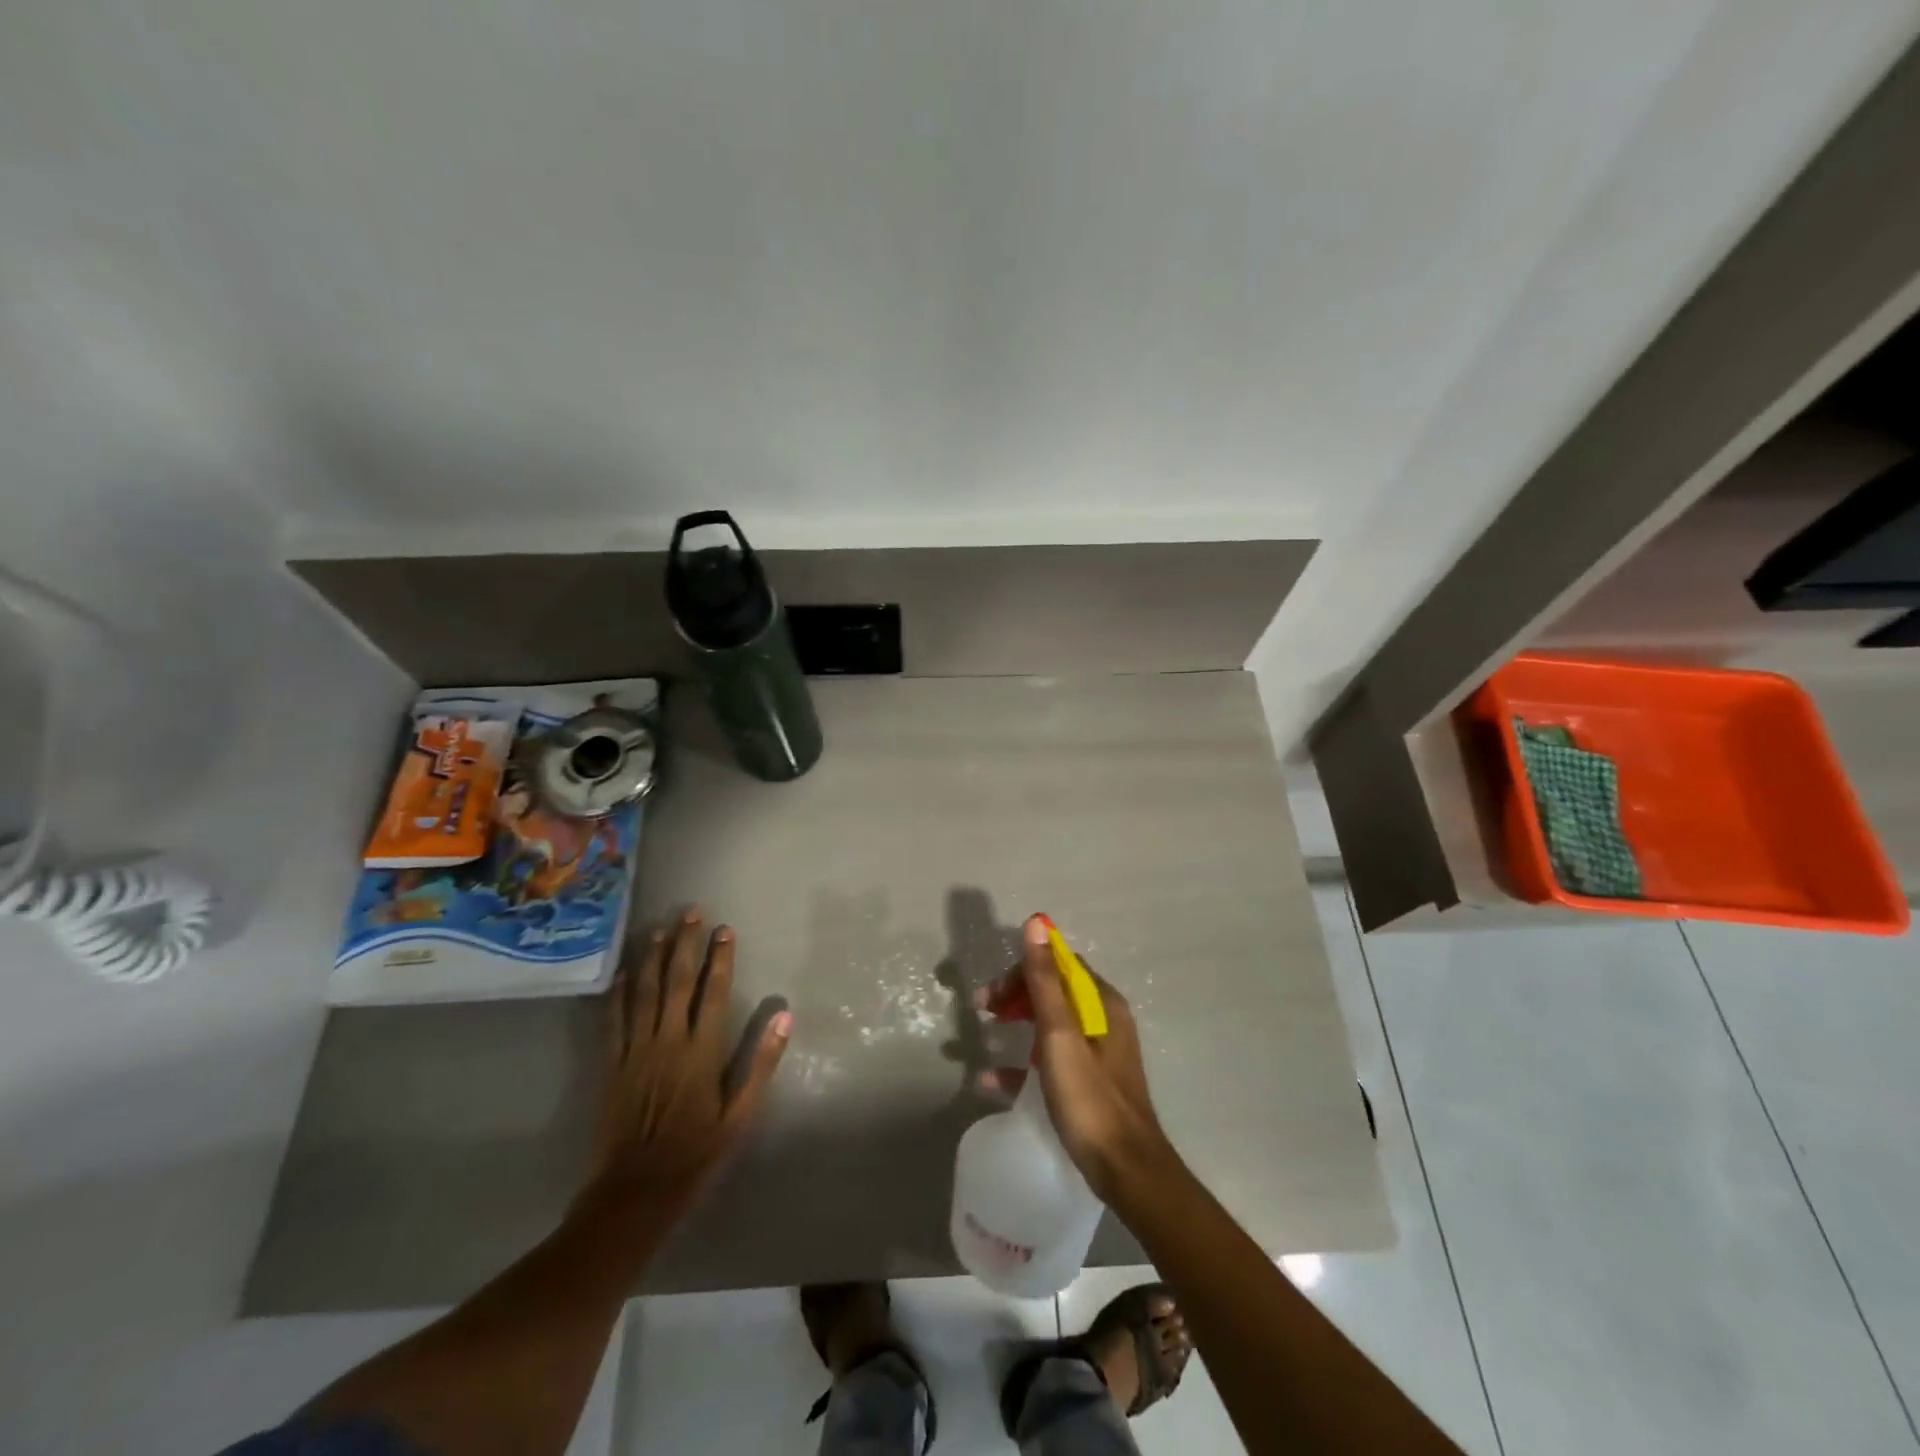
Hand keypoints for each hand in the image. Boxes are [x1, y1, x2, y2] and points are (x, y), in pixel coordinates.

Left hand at [582, 908, 791, 1216]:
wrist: (635, 1193)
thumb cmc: (696, 1154)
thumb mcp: (740, 1115)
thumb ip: (761, 1062)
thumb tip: (785, 1015)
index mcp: (700, 1051)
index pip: (713, 992)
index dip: (721, 958)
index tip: (726, 930)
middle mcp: (667, 1041)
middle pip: (677, 982)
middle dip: (686, 944)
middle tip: (692, 911)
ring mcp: (636, 1051)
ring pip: (645, 992)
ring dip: (653, 958)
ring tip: (660, 928)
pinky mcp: (612, 1066)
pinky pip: (615, 1021)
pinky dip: (619, 994)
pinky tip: (623, 973)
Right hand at [978, 915, 1178, 1205]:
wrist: (1126, 1171)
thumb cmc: (1090, 1098)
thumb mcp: (1060, 1035)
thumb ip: (1044, 980)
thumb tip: (1036, 922)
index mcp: (1101, 1002)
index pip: (1058, 964)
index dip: (1022, 970)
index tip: (991, 993)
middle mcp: (1102, 1020)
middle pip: (1052, 990)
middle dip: (1014, 994)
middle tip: (981, 1009)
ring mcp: (1096, 1053)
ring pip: (1048, 1023)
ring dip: (1014, 1021)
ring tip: (983, 1033)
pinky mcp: (1087, 1083)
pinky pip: (1048, 1059)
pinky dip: (1020, 1062)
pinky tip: (989, 1079)